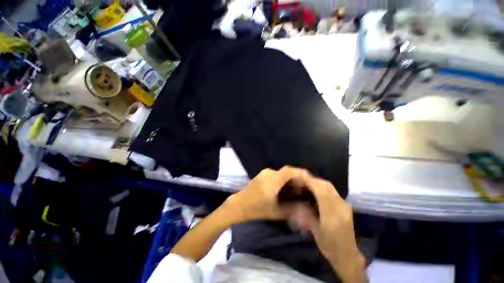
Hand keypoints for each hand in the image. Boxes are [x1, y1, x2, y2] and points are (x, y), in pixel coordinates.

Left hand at [225, 166, 305, 221]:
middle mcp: (269, 173)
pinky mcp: (263, 174)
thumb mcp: (275, 212)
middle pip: (287, 171)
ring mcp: (265, 172)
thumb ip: (291, 210)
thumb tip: (305, 209)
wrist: (239, 204)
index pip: (289, 171)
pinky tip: (286, 188)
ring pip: (282, 173)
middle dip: (298, 177)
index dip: (300, 173)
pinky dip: (284, 179)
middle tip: (305, 187)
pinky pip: (277, 174)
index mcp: (272, 181)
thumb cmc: (256, 209)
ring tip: (297, 189)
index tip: (309, 179)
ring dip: (291, 178)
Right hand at [299, 174, 366, 282]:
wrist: (347, 255)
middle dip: (313, 180)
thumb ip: (308, 213)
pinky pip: (332, 191)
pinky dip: (322, 186)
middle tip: (302, 179)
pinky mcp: (346, 205)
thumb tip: (299, 198)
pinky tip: (316, 189)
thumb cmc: (329, 246)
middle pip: (326, 186)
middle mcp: (341, 207)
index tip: (300, 176)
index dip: (310, 182)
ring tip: (307, 183)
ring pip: (330, 186)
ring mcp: (345, 205)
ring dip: (318, 182)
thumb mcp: (315, 231)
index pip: (321, 192)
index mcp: (332, 215)